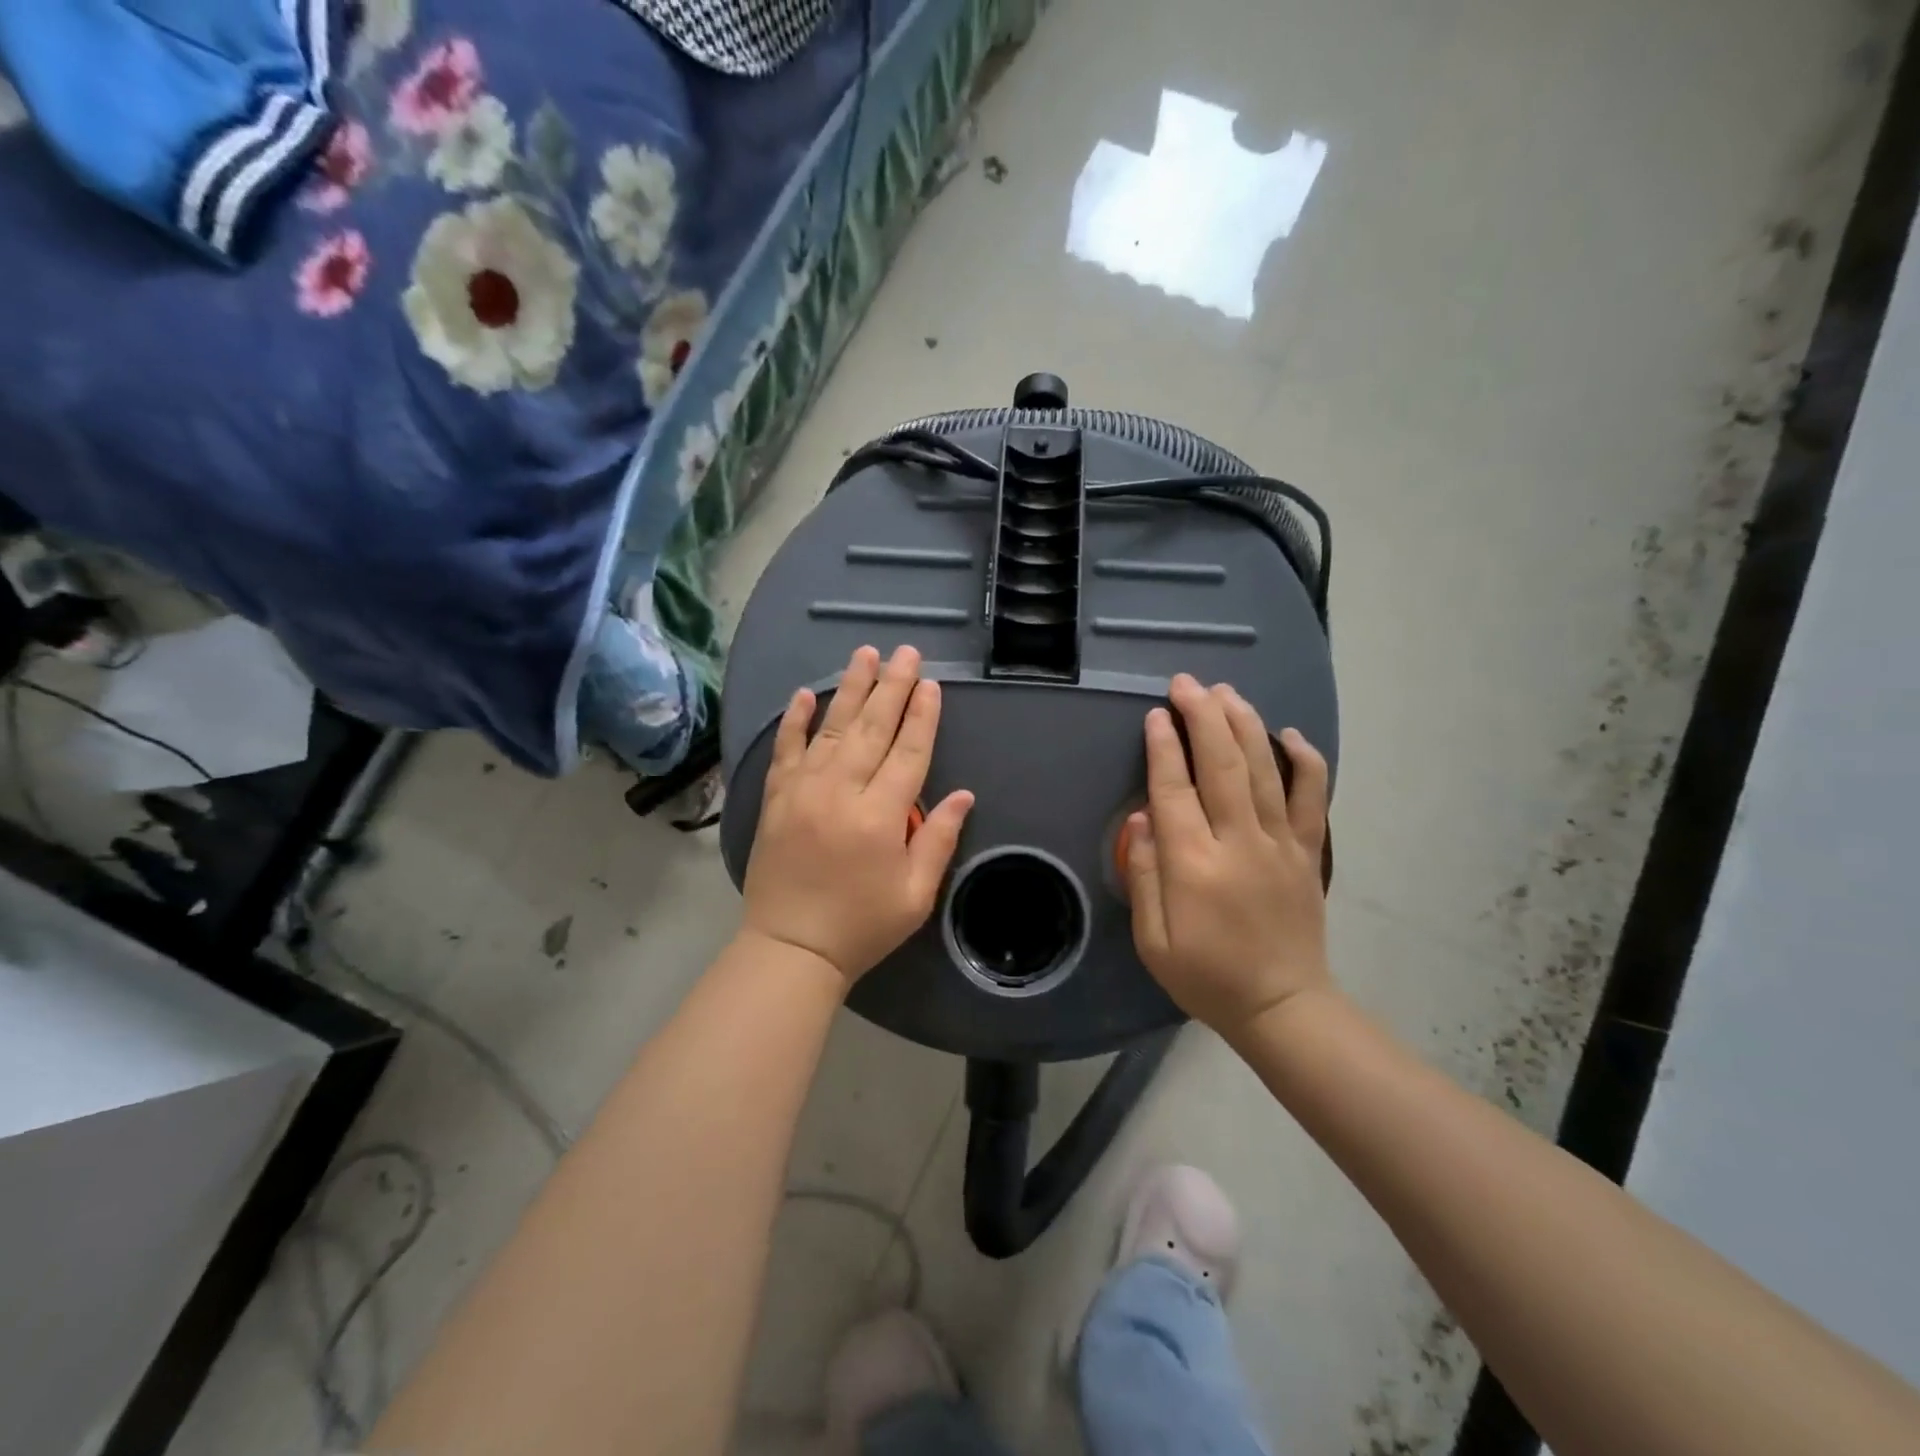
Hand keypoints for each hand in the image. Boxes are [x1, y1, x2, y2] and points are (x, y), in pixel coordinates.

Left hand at [742, 645, 974, 984]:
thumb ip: (937, 839)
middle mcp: (841, 792)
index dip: (923, 716)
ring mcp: (803, 791)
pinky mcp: (776, 798)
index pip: (909, 752)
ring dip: (851, 688)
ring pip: (832, 728)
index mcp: (880, 816)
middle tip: (906, 652)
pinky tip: (806, 693)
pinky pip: (786, 749)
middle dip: (893, 687)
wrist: (791, 948)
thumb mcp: (915, 895)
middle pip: (872, 728)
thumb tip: (963, 795)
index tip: (932, 684)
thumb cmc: (862, 926)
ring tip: (866, 654)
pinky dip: (795, 719)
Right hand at [1123, 674, 1331, 1035]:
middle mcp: (1240, 843)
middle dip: (1201, 717)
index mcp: (1194, 866)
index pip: (1174, 791)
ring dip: (1243, 724)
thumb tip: (1140, 818)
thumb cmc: (1206, 976)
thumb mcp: (1153, 940)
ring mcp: (1281, 844)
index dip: (1163, 748)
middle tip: (1186, 683)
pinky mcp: (1308, 852)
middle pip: (1222, 765)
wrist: (1282, 1006)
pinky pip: (1312, 797)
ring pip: (1264, 770)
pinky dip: (1304, 760)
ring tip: (1226, 691)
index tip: (1154, 714)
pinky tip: (1288, 733)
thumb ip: (1143, 874)